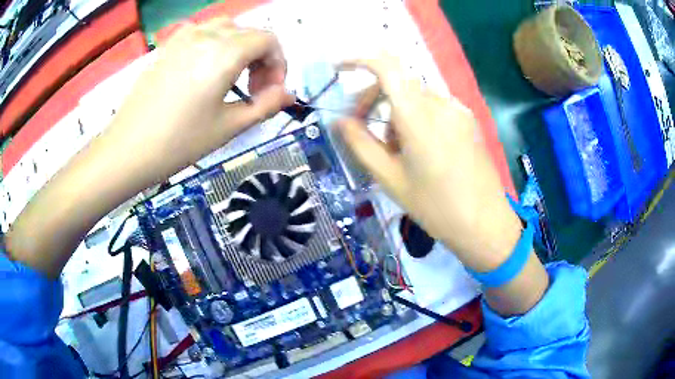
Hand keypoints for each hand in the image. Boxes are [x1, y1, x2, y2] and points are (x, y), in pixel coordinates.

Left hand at [108, 17, 294, 182]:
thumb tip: (289, 95)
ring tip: (231, 79)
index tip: (271, 91)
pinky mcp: (168, 45)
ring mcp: (184, 37)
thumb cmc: (179, 142)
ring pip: (227, 30)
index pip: (269, 40)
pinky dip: (215, 46)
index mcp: (225, 52)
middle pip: (249, 33)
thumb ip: (266, 105)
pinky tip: (205, 71)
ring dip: (239, 50)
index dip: (279, 64)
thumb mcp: (229, 126)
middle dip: (261, 59)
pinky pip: (202, 33)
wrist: (127, 149)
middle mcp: (207, 35)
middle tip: (253, 91)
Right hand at [337, 57, 521, 271]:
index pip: (387, 66)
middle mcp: (440, 103)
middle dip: (372, 98)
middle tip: (360, 127)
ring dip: (395, 112)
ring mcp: (458, 110)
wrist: (485, 223)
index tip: (339, 69)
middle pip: (398, 83)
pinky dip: (416, 117)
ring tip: (395, 150)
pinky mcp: (467, 120)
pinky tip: (419, 148)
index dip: (359, 59)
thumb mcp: (390, 179)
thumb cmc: (435, 207)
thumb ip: (361, 144)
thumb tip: (339, 120)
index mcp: (418, 116)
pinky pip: (433, 107)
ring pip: (415, 96)